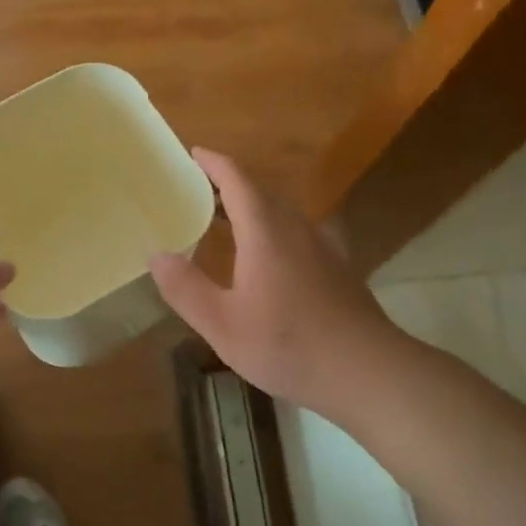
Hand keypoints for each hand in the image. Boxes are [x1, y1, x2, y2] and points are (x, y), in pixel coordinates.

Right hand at [150, 148, 405, 413]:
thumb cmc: (289, 345)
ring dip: (250, 205)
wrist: (368, 372)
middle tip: (196, 188)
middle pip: (260, 190)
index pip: (237, 179)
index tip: (193, 153)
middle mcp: (295, 228)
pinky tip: (261, 257)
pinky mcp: (335, 267)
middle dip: (228, 182)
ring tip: (221, 218)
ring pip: (280, 210)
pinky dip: (269, 226)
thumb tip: (157, 254)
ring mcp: (320, 246)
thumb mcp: (223, 325)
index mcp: (265, 231)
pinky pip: (294, 230)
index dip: (213, 163)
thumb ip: (186, 288)